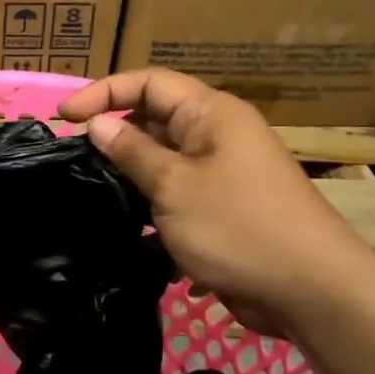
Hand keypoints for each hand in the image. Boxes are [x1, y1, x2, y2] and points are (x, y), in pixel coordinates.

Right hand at [59, 69, 374, 334]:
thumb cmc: (238, 226)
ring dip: (129, 173)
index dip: (103, 92)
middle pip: (154, 118)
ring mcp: (221, 173)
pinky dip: (150, 203)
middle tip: (73, 158)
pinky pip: (175, 193)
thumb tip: (97, 123)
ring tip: (91, 192)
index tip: (64, 117)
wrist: (310, 290)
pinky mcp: (221, 209)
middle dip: (113, 134)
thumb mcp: (174, 185)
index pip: (149, 83)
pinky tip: (126, 225)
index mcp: (211, 114)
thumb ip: (132, 151)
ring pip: (162, 160)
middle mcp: (217, 135)